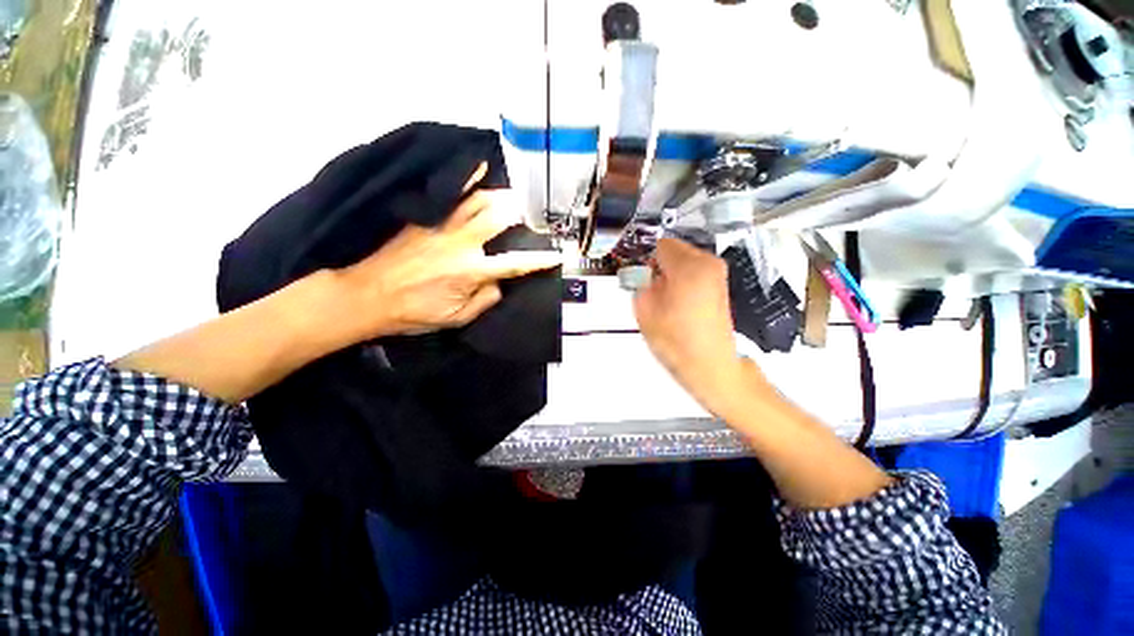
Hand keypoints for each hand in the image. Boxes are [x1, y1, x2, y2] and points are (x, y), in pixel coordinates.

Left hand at [338, 165, 559, 340]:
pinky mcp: (425, 219)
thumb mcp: (456, 318)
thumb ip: (485, 300)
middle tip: (535, 215)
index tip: (557, 256)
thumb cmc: (414, 313)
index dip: (539, 260)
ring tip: (517, 198)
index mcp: (470, 271)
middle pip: (499, 218)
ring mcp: (441, 226)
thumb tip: (501, 283)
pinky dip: (468, 180)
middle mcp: (460, 243)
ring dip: (502, 197)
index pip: (514, 263)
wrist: (367, 296)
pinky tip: (480, 167)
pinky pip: (452, 194)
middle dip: (522, 215)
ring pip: (479, 201)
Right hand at [634, 238, 767, 415]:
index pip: (661, 245)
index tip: (641, 277)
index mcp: (689, 266)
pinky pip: (695, 272)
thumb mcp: (644, 309)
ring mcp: (718, 274)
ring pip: (685, 260)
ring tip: (667, 300)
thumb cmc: (675, 340)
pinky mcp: (721, 285)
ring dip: (672, 273)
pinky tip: (680, 304)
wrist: (710, 365)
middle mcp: (708, 263)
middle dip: (660, 265)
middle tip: (653, 290)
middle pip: (675, 249)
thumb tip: (645, 273)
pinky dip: (684, 281)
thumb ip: (640, 282)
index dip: (647, 259)